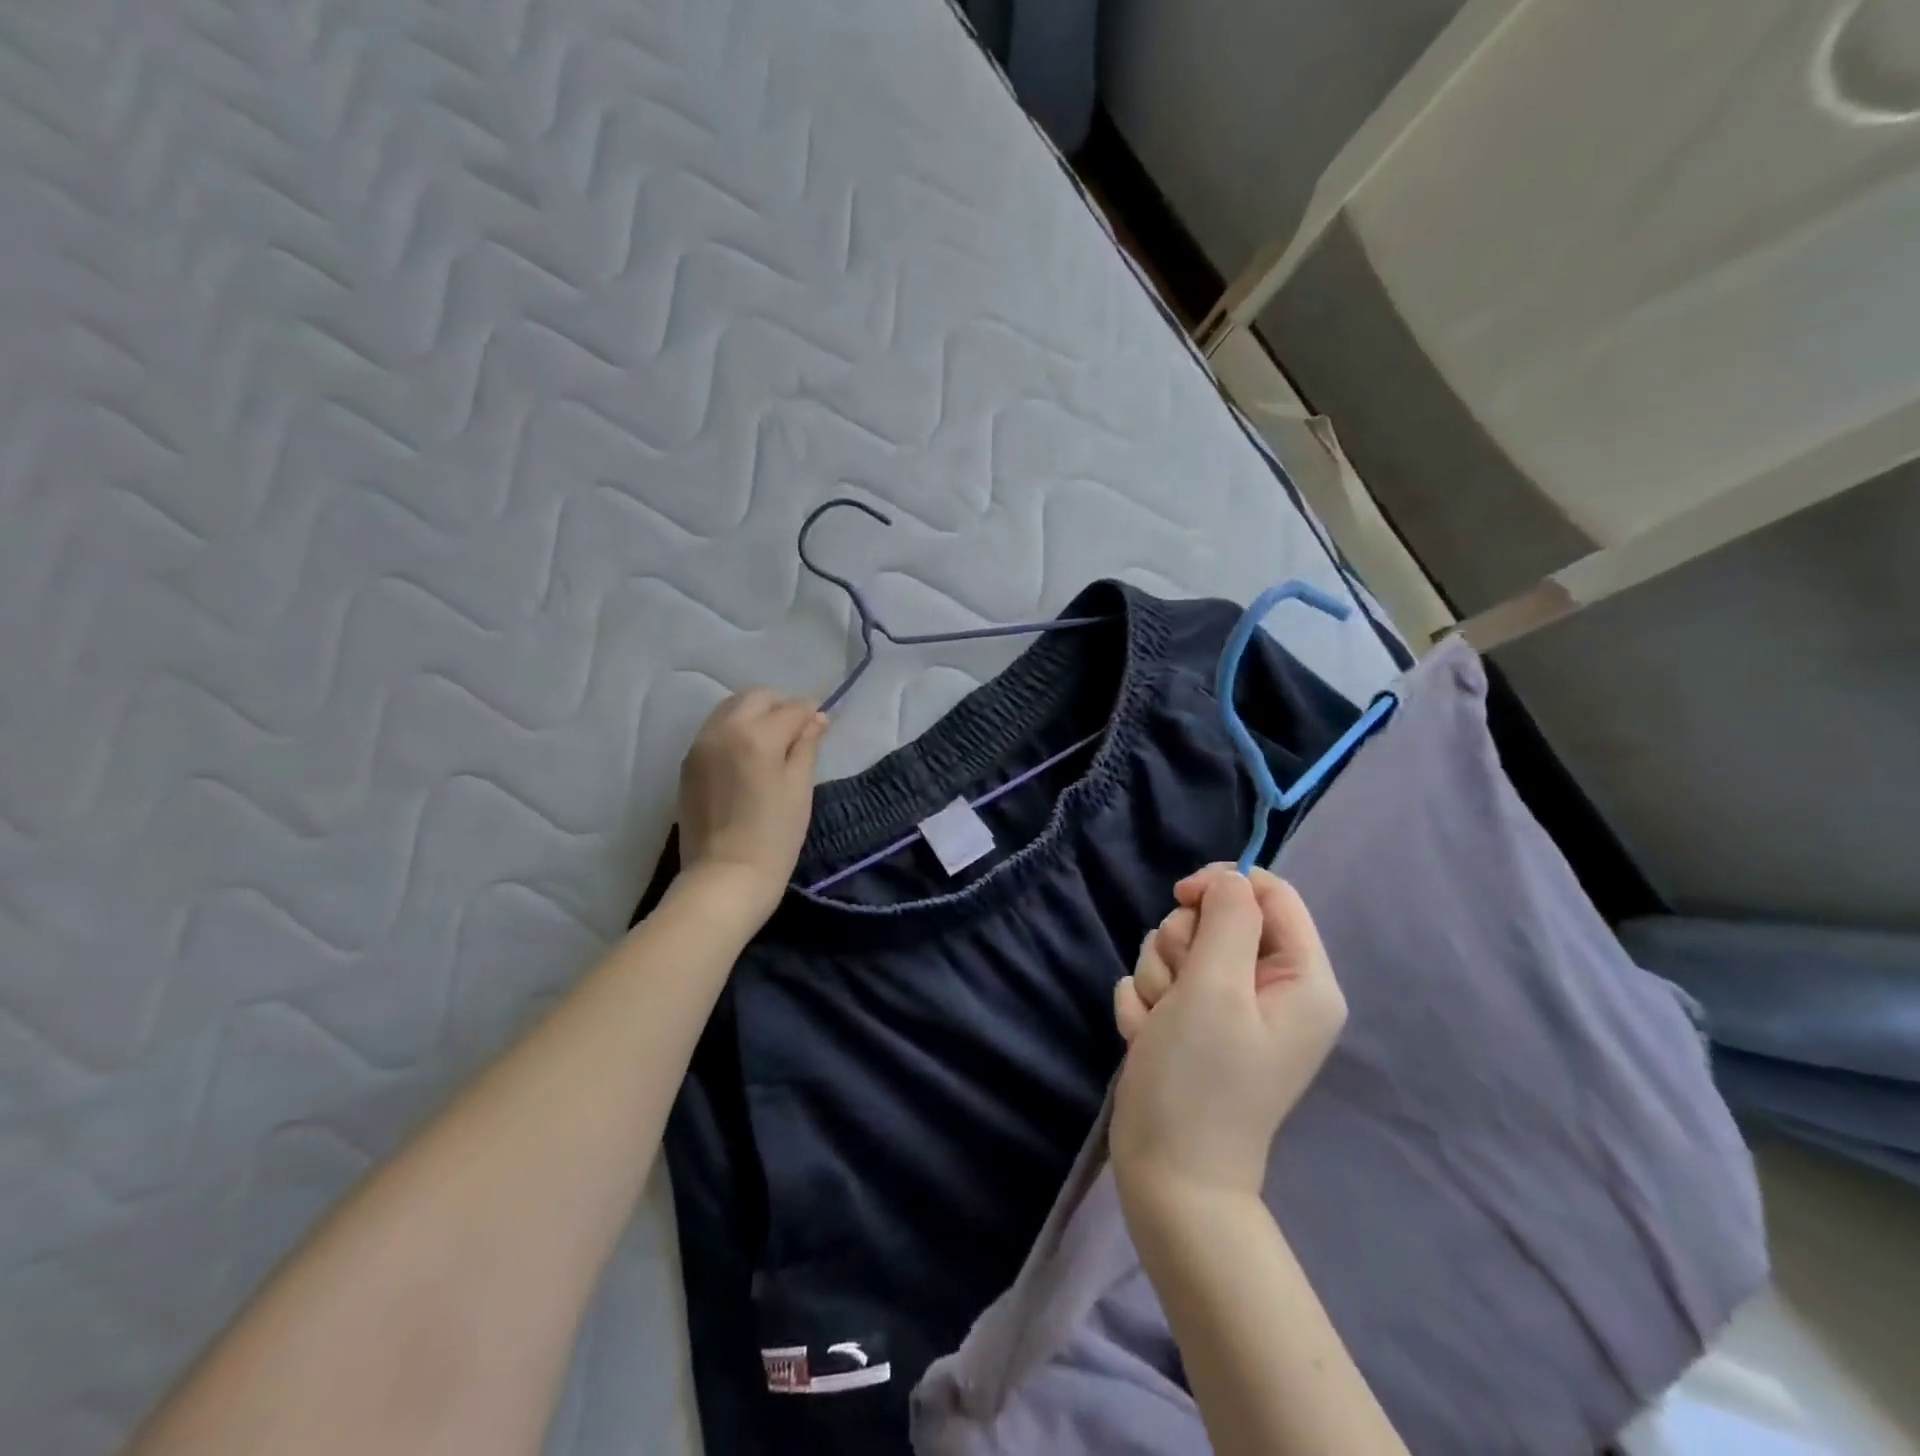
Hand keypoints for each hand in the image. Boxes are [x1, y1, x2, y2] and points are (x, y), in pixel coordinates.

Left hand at [676, 690, 826, 919]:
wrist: (724, 879)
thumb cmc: (773, 838)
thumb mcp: (799, 790)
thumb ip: (806, 746)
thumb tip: (816, 718)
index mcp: (756, 736)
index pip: (791, 708)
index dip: (810, 713)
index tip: (821, 725)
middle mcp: (723, 731)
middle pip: (755, 697)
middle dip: (780, 706)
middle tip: (797, 732)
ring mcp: (700, 746)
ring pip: (730, 709)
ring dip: (755, 715)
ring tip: (772, 744)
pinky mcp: (688, 764)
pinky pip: (715, 730)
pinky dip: (735, 730)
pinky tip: (748, 757)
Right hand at [1111, 865, 1346, 1205]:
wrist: (1167, 1174)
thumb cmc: (1199, 1079)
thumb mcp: (1216, 987)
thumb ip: (1229, 918)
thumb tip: (1230, 878)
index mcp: (1303, 980)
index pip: (1270, 893)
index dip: (1223, 885)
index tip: (1181, 897)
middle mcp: (1272, 989)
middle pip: (1217, 919)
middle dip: (1181, 946)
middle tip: (1178, 991)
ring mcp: (1230, 1009)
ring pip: (1180, 948)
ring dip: (1157, 979)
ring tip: (1159, 1025)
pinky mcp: (1194, 1023)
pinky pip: (1160, 981)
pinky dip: (1146, 1005)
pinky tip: (1147, 1039)